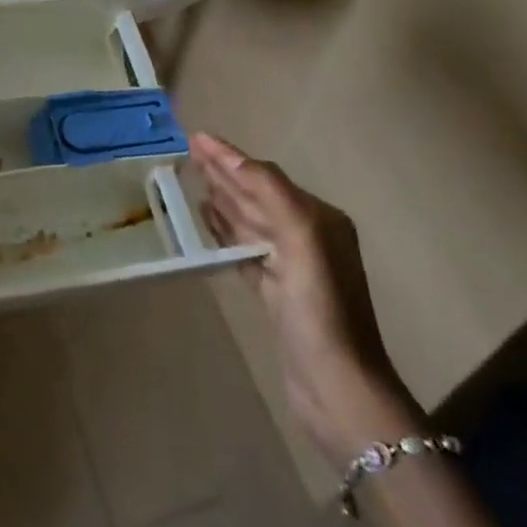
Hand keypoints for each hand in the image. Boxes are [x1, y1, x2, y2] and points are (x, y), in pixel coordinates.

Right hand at [191, 132, 424, 461]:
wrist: (337, 388)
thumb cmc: (320, 308)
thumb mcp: (300, 237)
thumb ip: (268, 190)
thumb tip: (230, 158)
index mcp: (318, 218)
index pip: (266, 176)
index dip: (230, 156)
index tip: (196, 137)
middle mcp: (307, 235)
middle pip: (257, 194)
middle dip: (225, 172)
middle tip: (189, 150)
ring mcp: (292, 266)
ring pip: (250, 220)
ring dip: (223, 197)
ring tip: (194, 178)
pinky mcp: (276, 294)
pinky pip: (245, 248)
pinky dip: (226, 230)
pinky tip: (207, 219)